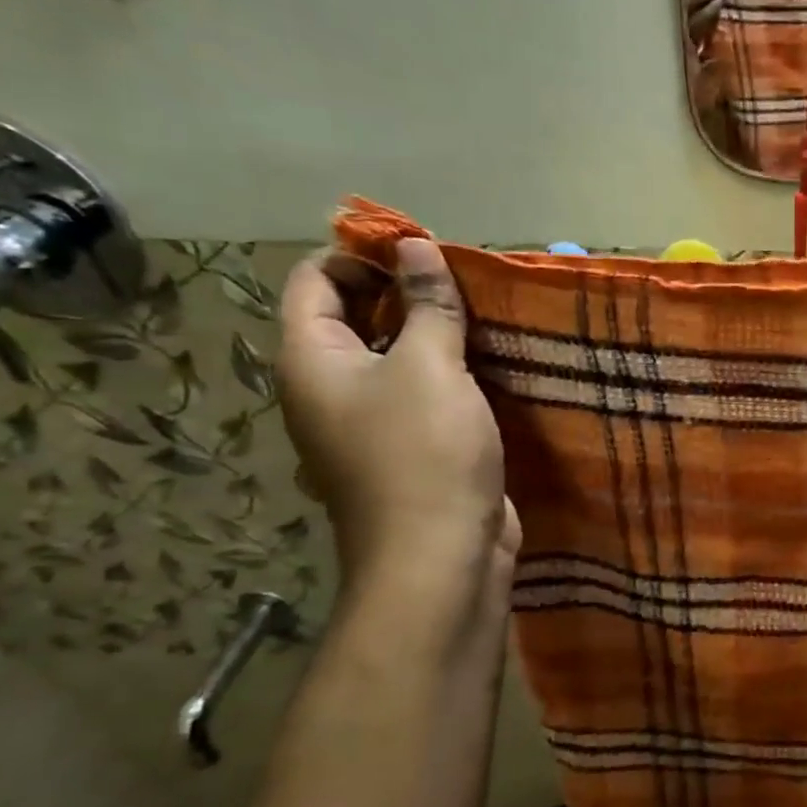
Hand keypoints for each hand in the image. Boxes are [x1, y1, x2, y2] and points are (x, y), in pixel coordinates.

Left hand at [278, 240, 507, 594]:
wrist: (441, 559)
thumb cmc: (424, 453)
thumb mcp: (429, 366)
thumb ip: (427, 303)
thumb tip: (415, 246)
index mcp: (312, 360)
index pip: (315, 279)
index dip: (361, 254)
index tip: (422, 249)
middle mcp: (331, 388)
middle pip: (357, 317)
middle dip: (407, 292)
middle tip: (465, 281)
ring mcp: (372, 424)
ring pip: (398, 359)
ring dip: (436, 335)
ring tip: (487, 316)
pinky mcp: (413, 451)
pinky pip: (425, 395)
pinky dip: (452, 375)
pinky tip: (494, 366)